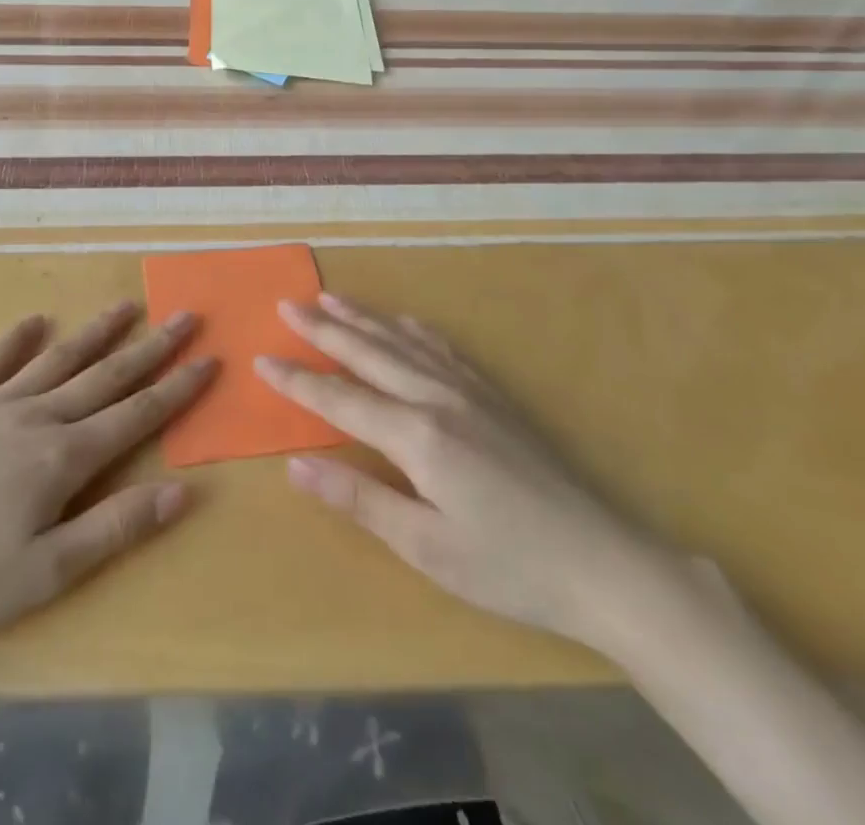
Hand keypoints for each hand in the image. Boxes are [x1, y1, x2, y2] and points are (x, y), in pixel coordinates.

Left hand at [0, 302, 214, 666]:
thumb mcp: (46, 573)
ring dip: (97, 332)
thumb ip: (116, 527)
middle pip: (107, 375)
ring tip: (128, 306)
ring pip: (59, 358)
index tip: (209, 359)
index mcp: (64, 457)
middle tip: (185, 317)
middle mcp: (37, 416)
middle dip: (152, 348)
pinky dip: (18, 339)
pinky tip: (35, 322)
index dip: (178, 388)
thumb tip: (181, 490)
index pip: (138, 414)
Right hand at [256, 295, 679, 657]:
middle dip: (324, 328)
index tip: (262, 358)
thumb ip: (359, 498)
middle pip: (368, 353)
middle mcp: (437, 397)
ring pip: (402, 342)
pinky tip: (403, 322)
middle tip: (287, 304)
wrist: (602, 561)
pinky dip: (412, 330)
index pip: (340, 398)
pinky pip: (441, 348)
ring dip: (363, 318)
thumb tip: (296, 463)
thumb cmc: (508, 566)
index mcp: (416, 434)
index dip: (298, 380)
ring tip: (331, 297)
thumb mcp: (426, 547)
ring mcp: (469, 391)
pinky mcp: (493, 397)